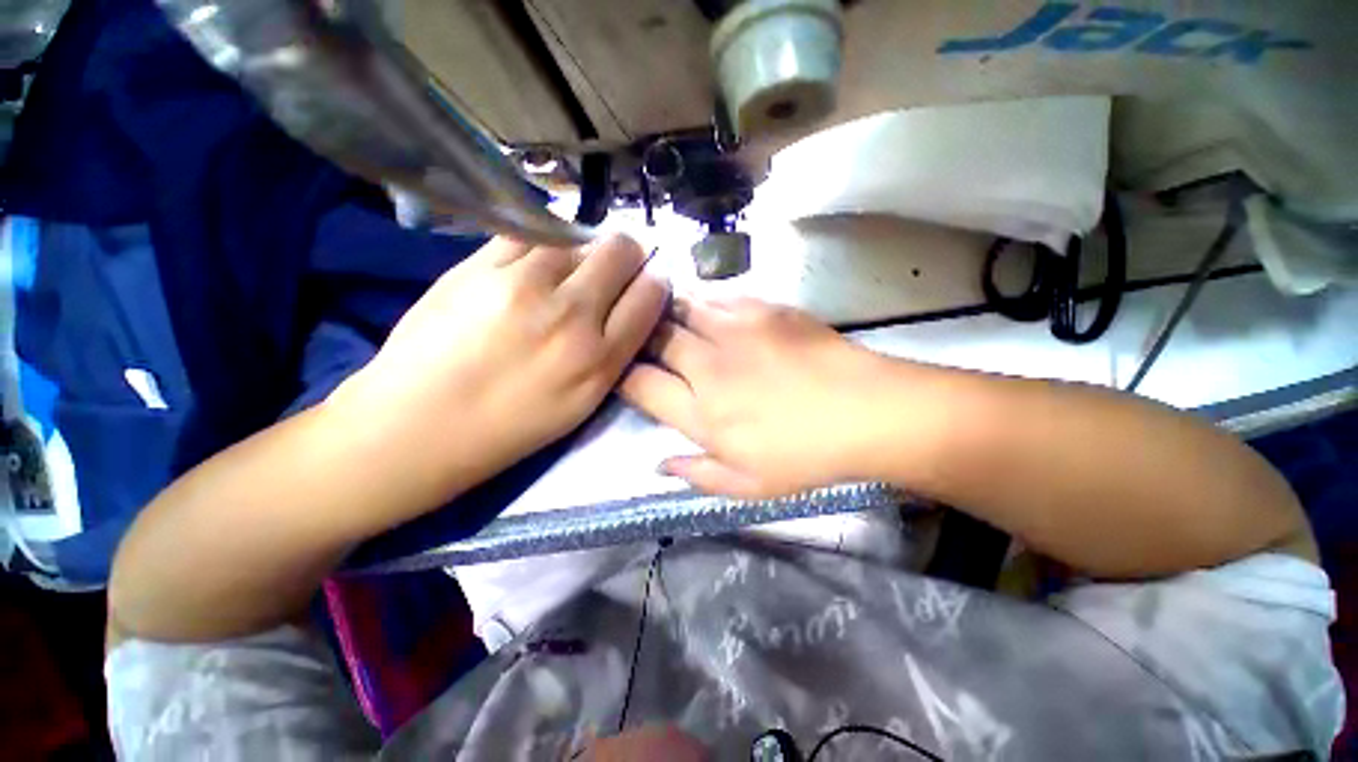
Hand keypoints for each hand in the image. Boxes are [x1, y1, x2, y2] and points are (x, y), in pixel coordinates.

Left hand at [336, 234, 667, 507]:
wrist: (418, 424)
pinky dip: (542, 243)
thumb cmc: (510, 425)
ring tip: (569, 266)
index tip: (647, 279)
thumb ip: (614, 353)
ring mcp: (523, 285)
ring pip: (576, 236)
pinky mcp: (478, 267)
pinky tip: (535, 260)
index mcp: (600, 359)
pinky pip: (528, 235)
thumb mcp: (583, 403)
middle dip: (627, 253)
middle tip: (615, 264)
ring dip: (583, 247)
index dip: (655, 280)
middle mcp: (571, 316)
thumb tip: (630, 305)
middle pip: (620, 252)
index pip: (649, 295)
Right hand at [620, 298, 892, 497]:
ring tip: (668, 318)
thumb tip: (658, 465)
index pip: (640, 384)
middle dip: (641, 338)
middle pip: (655, 339)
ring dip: (669, 314)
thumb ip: (697, 474)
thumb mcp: (748, 486)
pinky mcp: (764, 309)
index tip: (625, 374)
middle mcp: (709, 366)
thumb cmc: (807, 457)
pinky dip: (705, 303)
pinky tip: (710, 312)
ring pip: (682, 309)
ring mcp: (736, 332)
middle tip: (643, 341)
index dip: (624, 376)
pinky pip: (719, 298)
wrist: (868, 412)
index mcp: (702, 413)